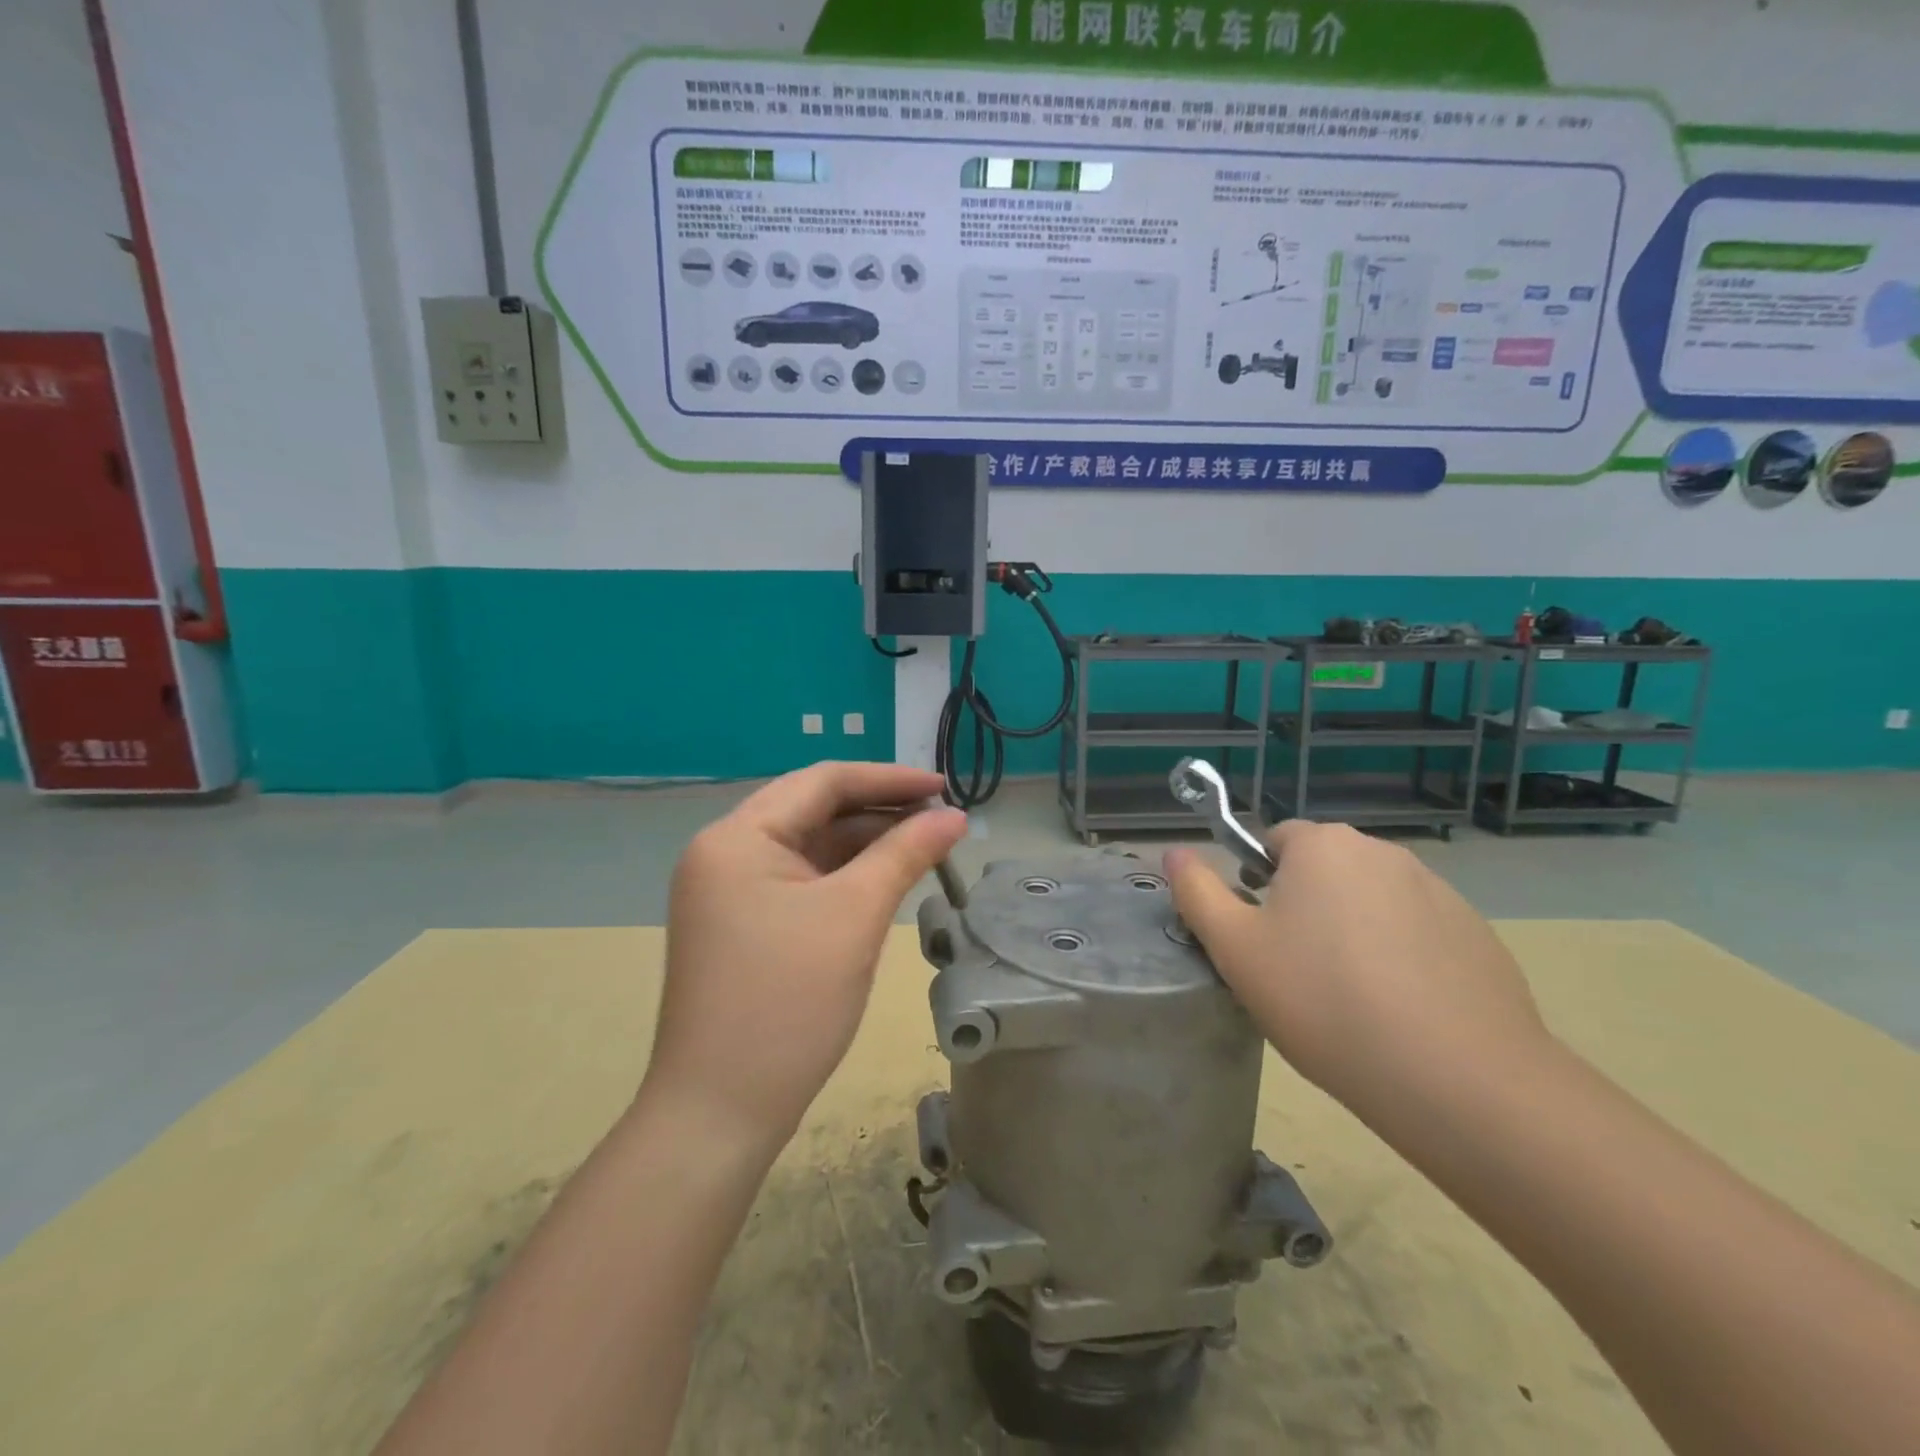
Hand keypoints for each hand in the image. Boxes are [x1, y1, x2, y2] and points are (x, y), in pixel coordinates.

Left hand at [647, 762, 967, 1146]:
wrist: (719, 1115)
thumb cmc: (787, 1004)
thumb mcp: (854, 917)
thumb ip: (905, 854)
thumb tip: (955, 816)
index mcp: (737, 836)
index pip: (822, 781)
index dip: (888, 779)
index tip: (944, 787)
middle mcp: (725, 853)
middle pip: (814, 810)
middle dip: (879, 812)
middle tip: (941, 822)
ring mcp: (730, 892)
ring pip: (810, 848)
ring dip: (865, 845)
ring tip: (925, 848)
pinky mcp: (742, 925)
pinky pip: (801, 882)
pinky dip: (844, 877)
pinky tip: (886, 881)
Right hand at [1164, 822, 1549, 1122]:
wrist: (1455, 1078)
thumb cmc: (1323, 1000)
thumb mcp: (1235, 949)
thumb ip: (1197, 892)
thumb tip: (1174, 852)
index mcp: (1323, 846)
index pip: (1275, 840)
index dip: (1258, 883)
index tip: (1260, 936)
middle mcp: (1383, 853)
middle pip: (1325, 870)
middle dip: (1306, 906)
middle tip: (1296, 971)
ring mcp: (1439, 893)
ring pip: (1372, 902)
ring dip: (1354, 931)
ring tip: (1350, 999)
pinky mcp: (1478, 936)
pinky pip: (1419, 934)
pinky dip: (1402, 958)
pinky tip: (1401, 1012)